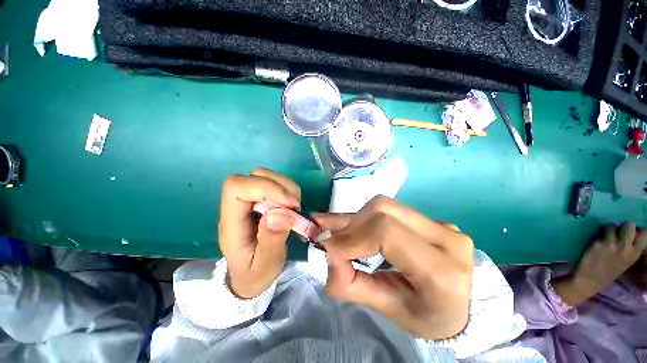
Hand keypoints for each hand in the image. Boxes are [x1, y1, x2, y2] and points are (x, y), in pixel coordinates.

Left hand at [219, 168, 300, 298]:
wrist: (250, 276)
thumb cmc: (255, 274)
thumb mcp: (264, 266)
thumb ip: (271, 242)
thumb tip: (279, 214)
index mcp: (231, 222)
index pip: (237, 187)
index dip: (265, 187)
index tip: (289, 204)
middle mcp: (239, 206)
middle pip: (254, 176)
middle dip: (280, 187)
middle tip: (295, 208)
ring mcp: (251, 201)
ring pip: (267, 176)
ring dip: (287, 188)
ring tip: (294, 209)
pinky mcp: (262, 200)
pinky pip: (277, 183)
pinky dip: (289, 190)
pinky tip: (292, 207)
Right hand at [314, 196, 473, 339]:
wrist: (464, 305)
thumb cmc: (429, 317)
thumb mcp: (391, 311)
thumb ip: (354, 286)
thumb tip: (329, 256)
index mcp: (441, 271)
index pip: (387, 233)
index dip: (353, 236)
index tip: (329, 248)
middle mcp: (446, 238)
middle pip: (384, 210)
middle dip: (351, 223)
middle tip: (332, 238)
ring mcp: (441, 224)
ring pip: (385, 205)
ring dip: (356, 217)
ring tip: (335, 228)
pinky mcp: (432, 219)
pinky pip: (392, 209)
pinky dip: (366, 216)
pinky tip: (349, 221)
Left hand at [553, 222, 646, 305]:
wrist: (589, 280)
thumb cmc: (608, 271)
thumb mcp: (626, 261)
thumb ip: (631, 248)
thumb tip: (635, 233)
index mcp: (634, 254)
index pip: (645, 235)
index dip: (638, 230)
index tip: (632, 233)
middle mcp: (625, 248)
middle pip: (629, 225)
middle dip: (624, 226)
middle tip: (618, 232)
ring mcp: (612, 245)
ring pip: (613, 225)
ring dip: (609, 229)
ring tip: (606, 237)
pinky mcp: (598, 243)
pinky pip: (600, 230)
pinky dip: (599, 232)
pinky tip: (597, 239)